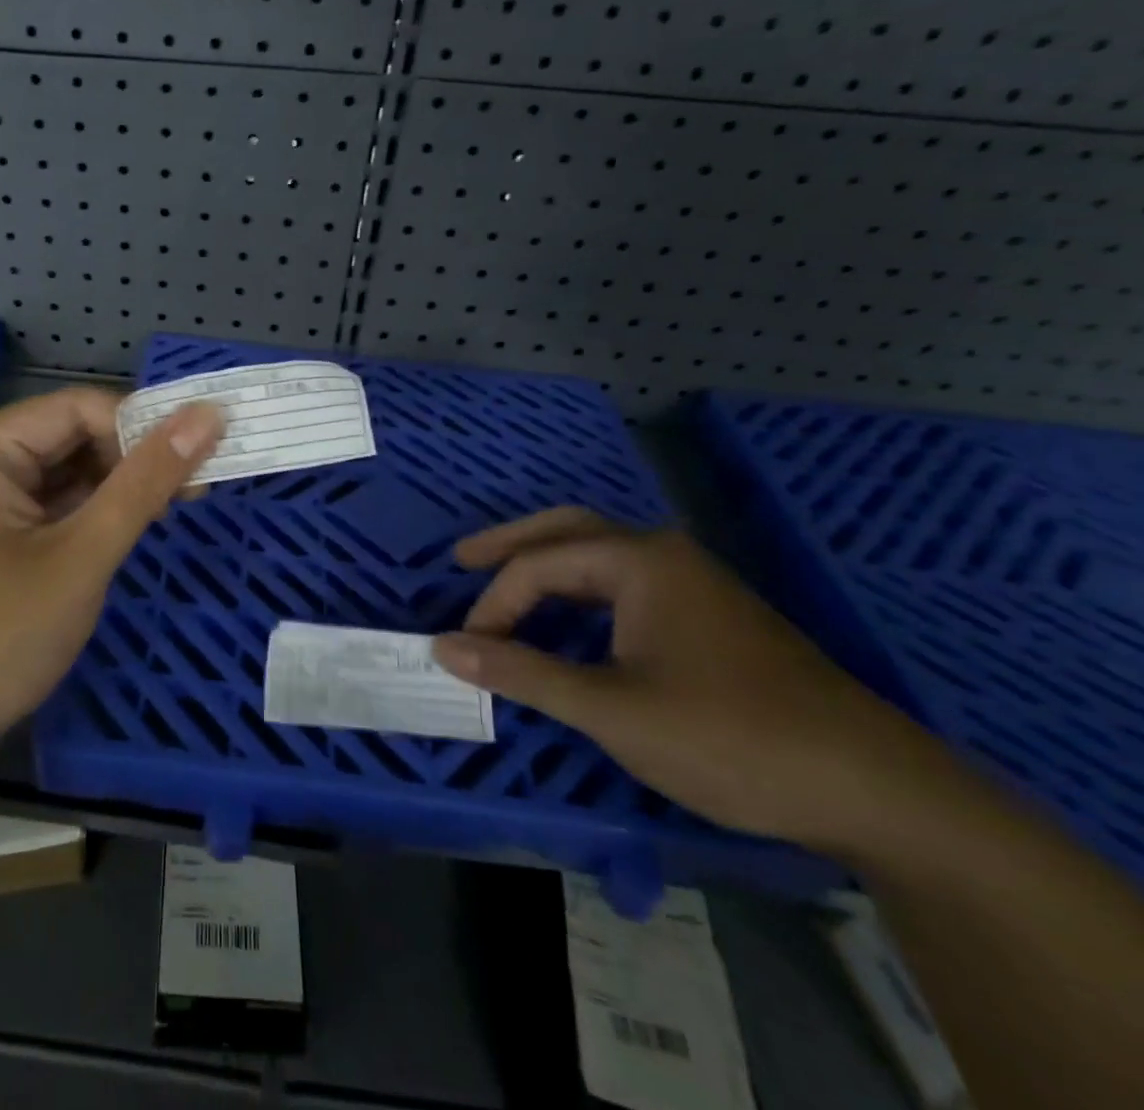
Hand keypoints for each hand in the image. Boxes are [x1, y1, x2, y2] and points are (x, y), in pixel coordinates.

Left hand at [0, 388, 223, 774]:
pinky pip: (54, 506)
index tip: (202, 455)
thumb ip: (145, 482)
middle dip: (133, 458)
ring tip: (175, 506)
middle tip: (197, 487)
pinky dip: (95, 513)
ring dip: (119, 487)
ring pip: (67, 473)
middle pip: (71, 436)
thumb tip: (207, 415)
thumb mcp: (81, 555)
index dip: (142, 425)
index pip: (77, 408)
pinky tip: (133, 526)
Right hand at [430, 508, 937, 853]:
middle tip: (462, 559)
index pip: (539, 566)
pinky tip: (571, 623)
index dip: (493, 605)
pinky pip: (625, 587)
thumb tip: (444, 646)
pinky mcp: (712, 619)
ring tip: (505, 586)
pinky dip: (581, 594)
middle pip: (568, 530)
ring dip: (547, 566)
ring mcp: (694, 585)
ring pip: (600, 557)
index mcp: (639, 560)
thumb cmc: (730, 738)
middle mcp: (664, 556)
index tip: (468, 651)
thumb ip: (522, 672)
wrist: (877, 791)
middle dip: (511, 543)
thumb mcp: (611, 709)